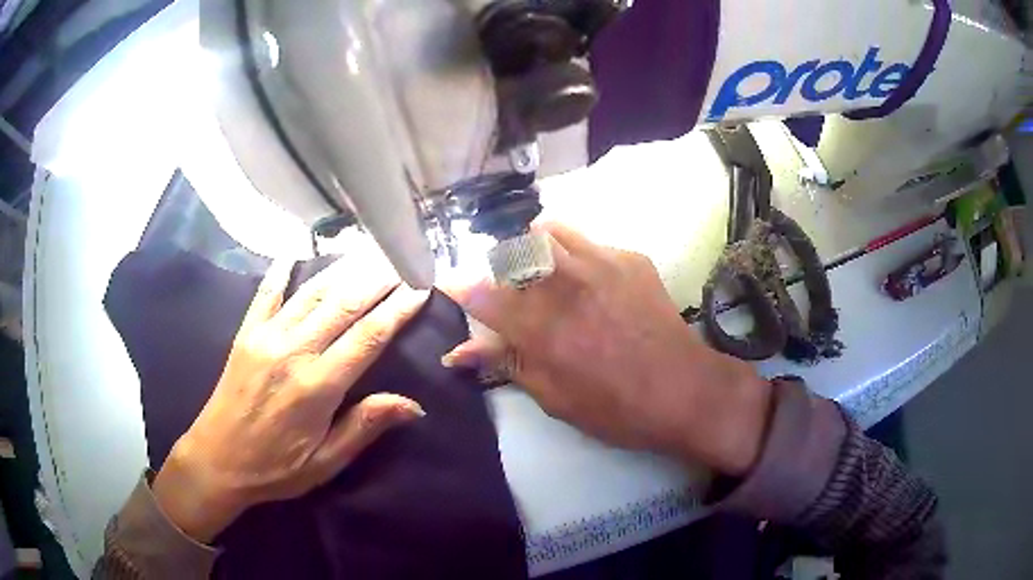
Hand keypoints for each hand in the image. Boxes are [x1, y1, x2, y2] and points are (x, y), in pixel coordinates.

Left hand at [153, 255, 428, 542]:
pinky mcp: (246, 333)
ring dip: (342, 269)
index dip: (397, 310)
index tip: (419, 287)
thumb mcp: (326, 462)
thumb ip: (365, 427)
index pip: (367, 337)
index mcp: (318, 386)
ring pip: (311, 293)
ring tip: (367, 251)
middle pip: (343, 305)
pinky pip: (266, 294)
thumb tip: (413, 404)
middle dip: (376, 279)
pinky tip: (294, 252)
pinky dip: (281, 271)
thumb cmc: (276, 468)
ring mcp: (266, 337)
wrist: (217, 460)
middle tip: (402, 258)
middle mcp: (294, 351)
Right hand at [440, 223, 771, 475]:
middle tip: (510, 288)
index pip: (481, 293)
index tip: (450, 288)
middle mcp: (566, 284)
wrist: (685, 389)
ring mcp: (601, 263)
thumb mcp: (553, 398)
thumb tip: (459, 351)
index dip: (458, 288)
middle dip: (501, 264)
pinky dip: (574, 254)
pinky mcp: (630, 258)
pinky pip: (588, 241)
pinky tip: (589, 282)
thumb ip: (506, 364)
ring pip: (549, 229)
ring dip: (535, 246)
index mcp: (542, 327)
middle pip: (513, 248)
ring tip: (543, 272)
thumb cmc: (616, 408)